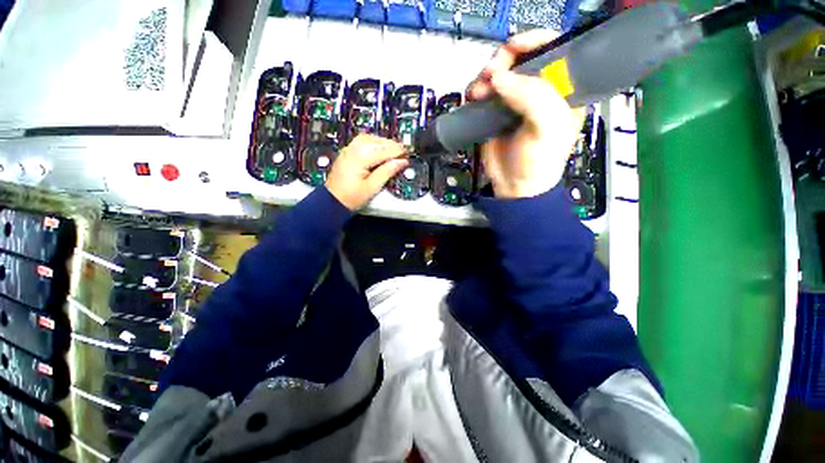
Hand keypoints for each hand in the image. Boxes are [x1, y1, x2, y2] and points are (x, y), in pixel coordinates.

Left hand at [326, 134, 408, 210]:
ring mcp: (349, 149)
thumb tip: (402, 161)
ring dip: (382, 142)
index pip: (384, 150)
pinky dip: (373, 142)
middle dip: (391, 145)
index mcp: (360, 158)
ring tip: (393, 150)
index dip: (398, 152)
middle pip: (376, 141)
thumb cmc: (353, 197)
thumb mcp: (373, 187)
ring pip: (369, 138)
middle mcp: (353, 149)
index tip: (408, 154)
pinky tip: (380, 149)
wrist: (333, 201)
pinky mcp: (347, 152)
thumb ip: (387, 171)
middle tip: (403, 152)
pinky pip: (362, 141)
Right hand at [467, 29, 582, 198]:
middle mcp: (539, 91)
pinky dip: (476, 90)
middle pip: (522, 57)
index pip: (555, 49)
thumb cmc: (539, 161)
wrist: (514, 187)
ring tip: (478, 92)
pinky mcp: (495, 113)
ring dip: (486, 76)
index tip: (513, 47)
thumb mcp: (548, 130)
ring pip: (499, 72)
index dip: (535, 40)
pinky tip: (473, 97)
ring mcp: (514, 101)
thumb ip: (533, 98)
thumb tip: (499, 78)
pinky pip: (484, 91)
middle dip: (504, 59)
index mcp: (563, 89)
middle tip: (491, 74)